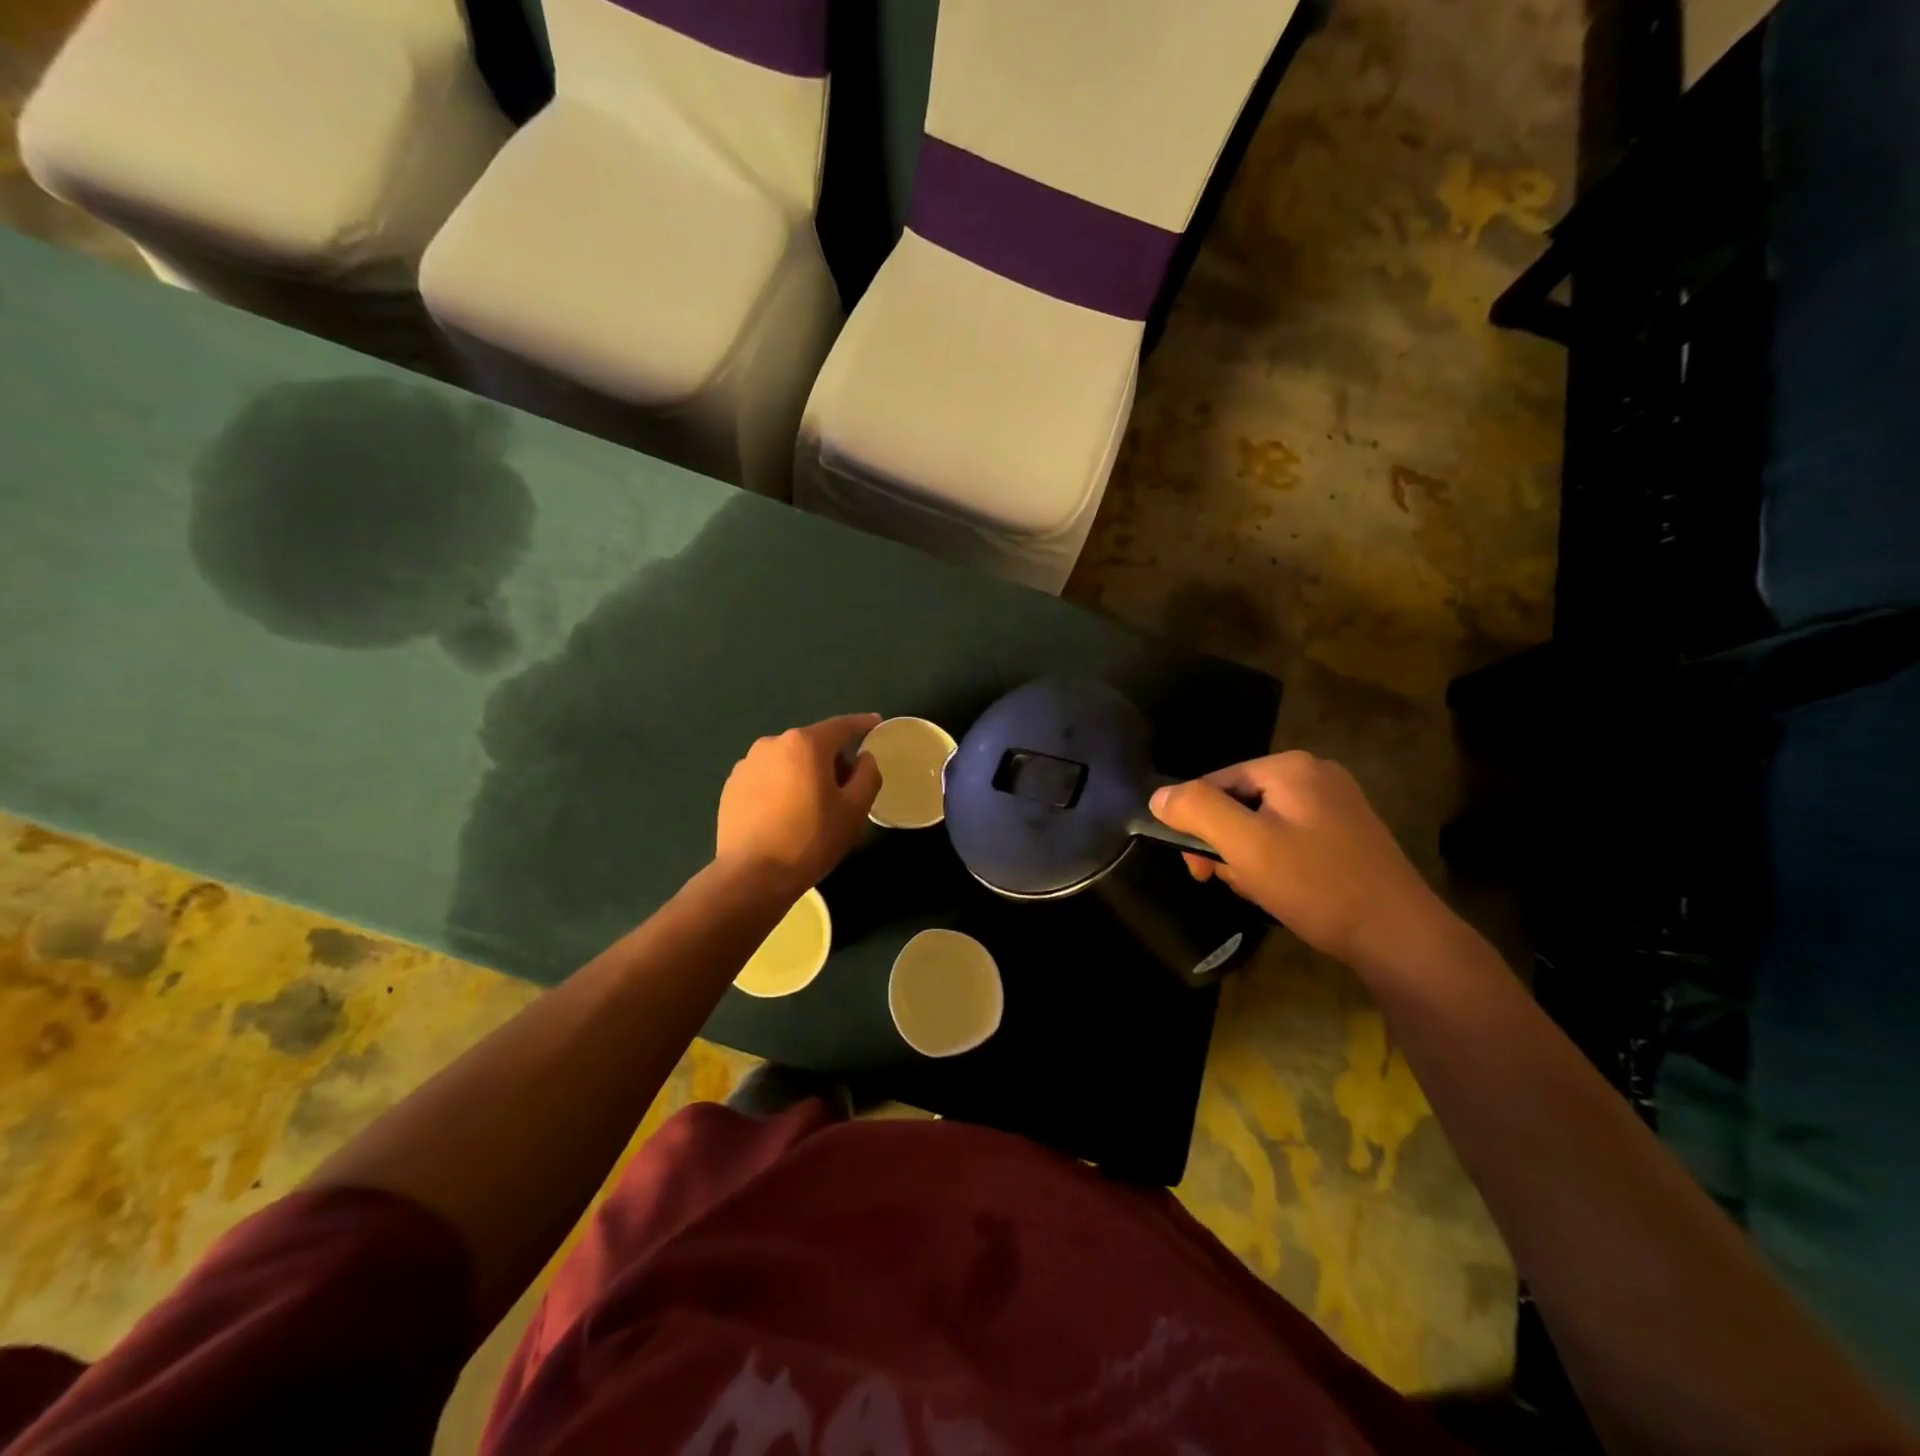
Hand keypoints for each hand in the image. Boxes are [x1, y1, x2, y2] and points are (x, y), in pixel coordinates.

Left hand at [716, 714, 881, 895]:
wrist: (752, 876)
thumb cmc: (811, 840)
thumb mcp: (854, 810)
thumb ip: (868, 775)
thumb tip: (864, 758)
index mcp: (805, 744)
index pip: (841, 726)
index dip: (862, 724)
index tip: (876, 723)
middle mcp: (772, 744)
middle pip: (813, 744)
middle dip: (832, 760)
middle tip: (846, 791)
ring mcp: (747, 764)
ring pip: (788, 761)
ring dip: (805, 774)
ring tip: (812, 808)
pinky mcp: (731, 786)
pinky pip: (767, 777)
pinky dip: (781, 787)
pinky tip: (785, 816)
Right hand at [1150, 751, 1446, 969]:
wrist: (1399, 936)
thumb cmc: (1316, 885)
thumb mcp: (1246, 845)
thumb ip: (1197, 811)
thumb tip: (1158, 796)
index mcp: (1290, 767)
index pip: (1214, 783)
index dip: (1197, 824)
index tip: (1198, 869)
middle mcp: (1314, 774)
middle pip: (1238, 802)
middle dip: (1224, 843)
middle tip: (1225, 881)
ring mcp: (1335, 803)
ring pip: (1261, 823)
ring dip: (1247, 856)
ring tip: (1259, 889)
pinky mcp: (1346, 832)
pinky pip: (1288, 837)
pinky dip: (1274, 862)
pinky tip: (1282, 890)